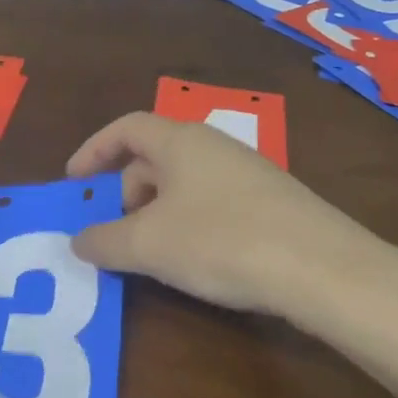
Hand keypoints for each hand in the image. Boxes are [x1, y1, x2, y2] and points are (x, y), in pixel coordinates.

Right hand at [64, 112, 388, 320]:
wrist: (323, 269)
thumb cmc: (221, 241)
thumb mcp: (148, 244)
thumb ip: (104, 240)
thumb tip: (78, 241)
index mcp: (180, 140)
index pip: (126, 128)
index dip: (94, 150)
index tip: (74, 183)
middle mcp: (213, 145)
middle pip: (153, 156)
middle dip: (124, 191)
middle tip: (113, 231)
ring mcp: (247, 172)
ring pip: (184, 183)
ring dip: (156, 212)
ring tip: (151, 252)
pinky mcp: (271, 202)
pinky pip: (212, 202)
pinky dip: (188, 223)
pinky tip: (196, 260)